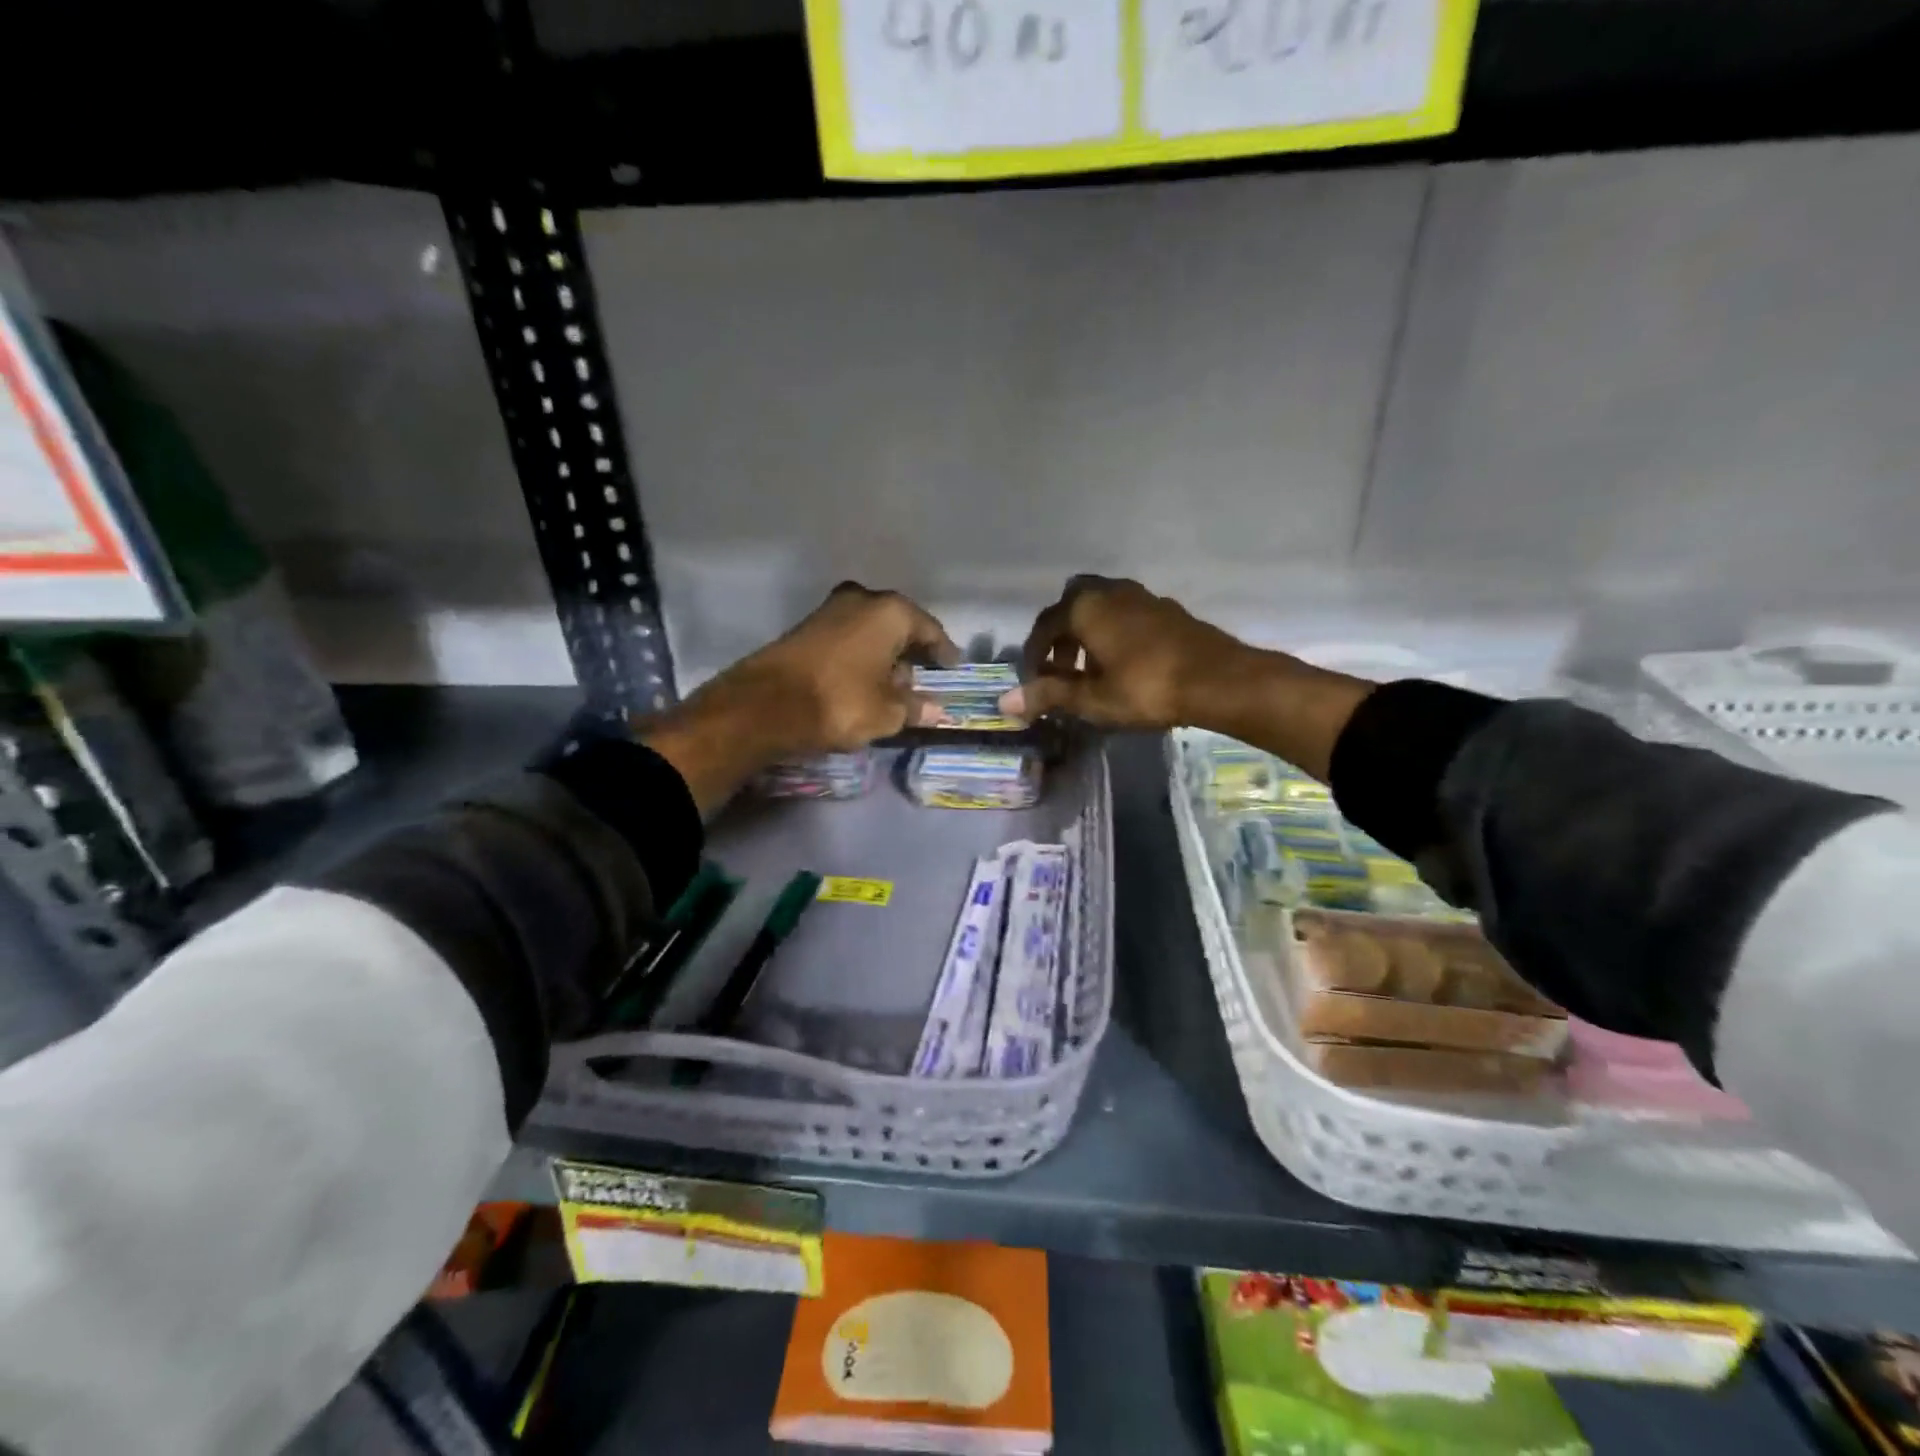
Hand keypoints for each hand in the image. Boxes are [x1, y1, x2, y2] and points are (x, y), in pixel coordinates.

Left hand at [643, 584, 958, 811]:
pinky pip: (847, 640)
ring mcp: (830, 610)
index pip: (929, 630)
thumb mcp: (888, 712)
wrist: (766, 705)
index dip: (944, 651)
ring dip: (883, 654)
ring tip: (892, 684)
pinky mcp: (806, 628)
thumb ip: (916, 707)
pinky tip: (862, 680)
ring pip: (870, 631)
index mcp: (890, 612)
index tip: (953, 667)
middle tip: (923, 677)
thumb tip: (936, 710)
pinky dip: (860, 656)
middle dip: (911, 651)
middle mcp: (862, 600)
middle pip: (898, 626)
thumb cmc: (841, 702)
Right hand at [999, 576, 1261, 730]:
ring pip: (1102, 606)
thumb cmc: (1146, 688)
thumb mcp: (1092, 699)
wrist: (1218, 679)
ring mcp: (1142, 596)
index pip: (1044, 626)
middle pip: (1072, 604)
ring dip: (1089, 633)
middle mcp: (1110, 591)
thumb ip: (1049, 695)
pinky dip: (1115, 632)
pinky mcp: (1166, 609)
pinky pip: (1126, 614)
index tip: (1033, 680)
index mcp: (1085, 607)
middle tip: (1062, 668)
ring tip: (1092, 670)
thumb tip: (1006, 702)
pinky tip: (1125, 663)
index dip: (1033, 654)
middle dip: (1062, 634)